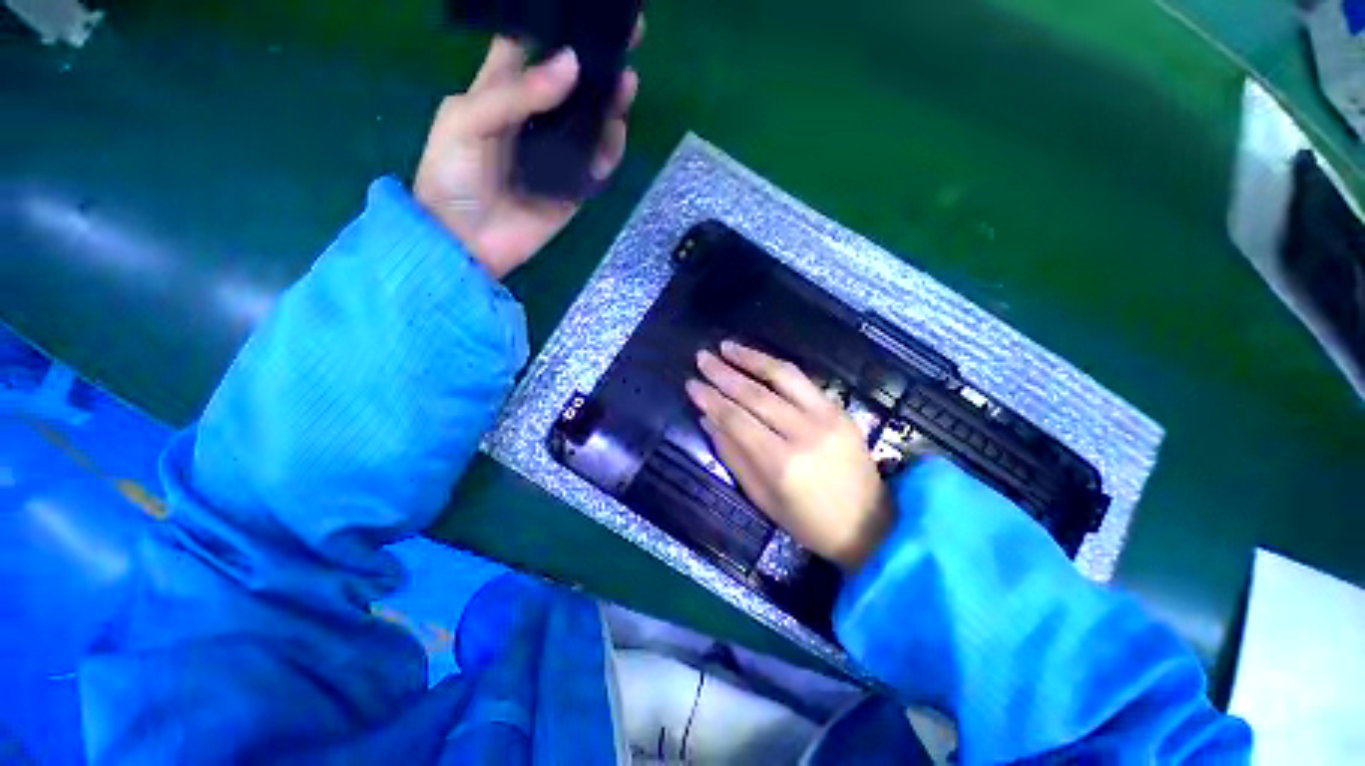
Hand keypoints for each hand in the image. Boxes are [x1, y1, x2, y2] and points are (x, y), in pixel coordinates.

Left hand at [413, 36, 639, 278]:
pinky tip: (616, 136)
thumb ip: (515, 93)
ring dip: (610, 104)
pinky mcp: (572, 187)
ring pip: (590, 122)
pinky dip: (609, 151)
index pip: (530, 46)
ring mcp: (556, 154)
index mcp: (500, 91)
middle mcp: (534, 118)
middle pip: (571, 83)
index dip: (556, 26)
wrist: (465, 243)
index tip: (588, 11)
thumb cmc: (452, 176)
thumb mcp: (466, 121)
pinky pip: (596, 165)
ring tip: (626, 85)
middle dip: (597, 63)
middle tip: (627, 42)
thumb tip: (573, 65)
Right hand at [686, 341, 893, 570]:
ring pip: (781, 376)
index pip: (736, 420)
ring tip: (726, 347)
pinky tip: (756, 359)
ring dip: (750, 358)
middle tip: (702, 357)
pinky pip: (801, 379)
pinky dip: (775, 366)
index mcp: (781, 463)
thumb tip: (708, 419)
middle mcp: (803, 433)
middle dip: (723, 373)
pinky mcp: (839, 409)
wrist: (868, 524)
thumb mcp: (761, 496)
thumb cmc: (807, 521)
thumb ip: (732, 455)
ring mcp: (826, 416)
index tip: (691, 383)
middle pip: (755, 394)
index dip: (710, 399)